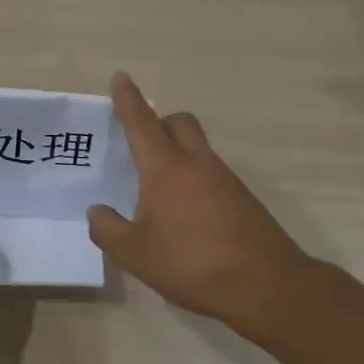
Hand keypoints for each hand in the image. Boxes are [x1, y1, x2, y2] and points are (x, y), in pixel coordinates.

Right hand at [89, 72, 333, 332]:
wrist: (265, 286)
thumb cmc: (191, 263)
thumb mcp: (134, 254)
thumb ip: (108, 229)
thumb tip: (98, 212)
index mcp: (166, 168)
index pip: (142, 122)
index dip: (128, 99)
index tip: (120, 77)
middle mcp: (197, 164)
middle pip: (180, 122)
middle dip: (160, 122)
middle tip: (143, 142)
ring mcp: (226, 180)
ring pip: (199, 149)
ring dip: (179, 154)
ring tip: (159, 190)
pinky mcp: (243, 200)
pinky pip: (212, 175)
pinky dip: (195, 180)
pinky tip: (186, 215)